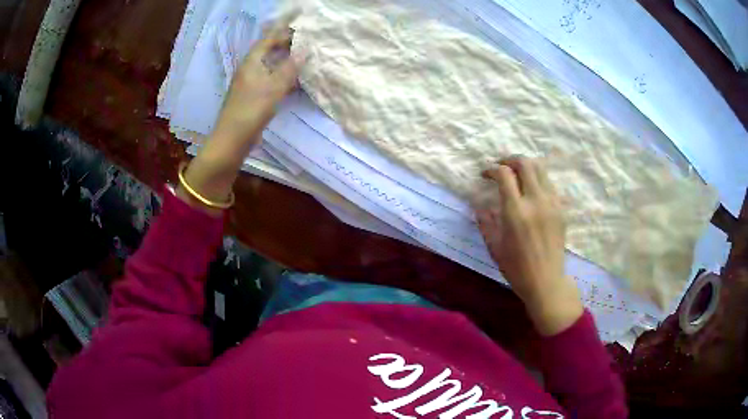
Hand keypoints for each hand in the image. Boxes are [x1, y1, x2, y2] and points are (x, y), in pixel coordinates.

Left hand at [177, 18, 302, 213]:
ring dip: (287, 58)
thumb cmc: (250, 111)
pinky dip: (284, 74)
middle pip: (270, 49)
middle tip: (308, 36)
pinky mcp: (255, 95)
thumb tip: (306, 49)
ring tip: (306, 53)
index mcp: (252, 62)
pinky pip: (272, 78)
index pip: (270, 38)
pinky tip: (296, 78)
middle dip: (288, 41)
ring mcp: (252, 82)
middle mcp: (251, 68)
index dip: (285, 27)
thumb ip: (290, 68)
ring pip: (272, 64)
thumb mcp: (273, 88)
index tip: (300, 18)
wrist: (232, 140)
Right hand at [475, 157, 582, 335]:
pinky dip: (538, 179)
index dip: (492, 169)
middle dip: (509, 160)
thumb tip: (478, 203)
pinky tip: (531, 191)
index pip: (504, 174)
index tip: (485, 174)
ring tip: (516, 175)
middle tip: (501, 168)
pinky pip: (549, 183)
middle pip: (525, 163)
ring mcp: (551, 203)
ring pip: (540, 169)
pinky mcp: (560, 209)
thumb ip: (485, 221)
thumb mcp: (494, 246)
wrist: (546, 281)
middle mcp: (535, 201)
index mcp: (515, 211)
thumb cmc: (516, 268)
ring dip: (525, 166)